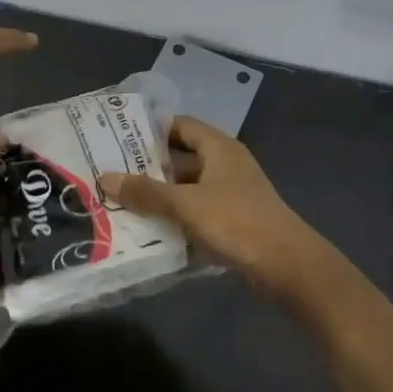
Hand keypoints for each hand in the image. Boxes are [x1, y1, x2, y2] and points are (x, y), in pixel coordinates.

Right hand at [99, 116, 331, 297]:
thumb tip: (105, 178)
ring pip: (187, 188)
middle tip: (111, 173)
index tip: (117, 139)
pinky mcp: (233, 220)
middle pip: (181, 158)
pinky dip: (176, 217)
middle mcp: (225, 164)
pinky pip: (196, 211)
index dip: (150, 130)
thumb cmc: (236, 222)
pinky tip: (149, 230)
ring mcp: (231, 193)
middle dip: (149, 167)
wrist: (287, 266)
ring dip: (160, 195)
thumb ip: (146, 192)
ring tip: (121, 202)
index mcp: (218, 148)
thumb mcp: (186, 205)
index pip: (179, 125)